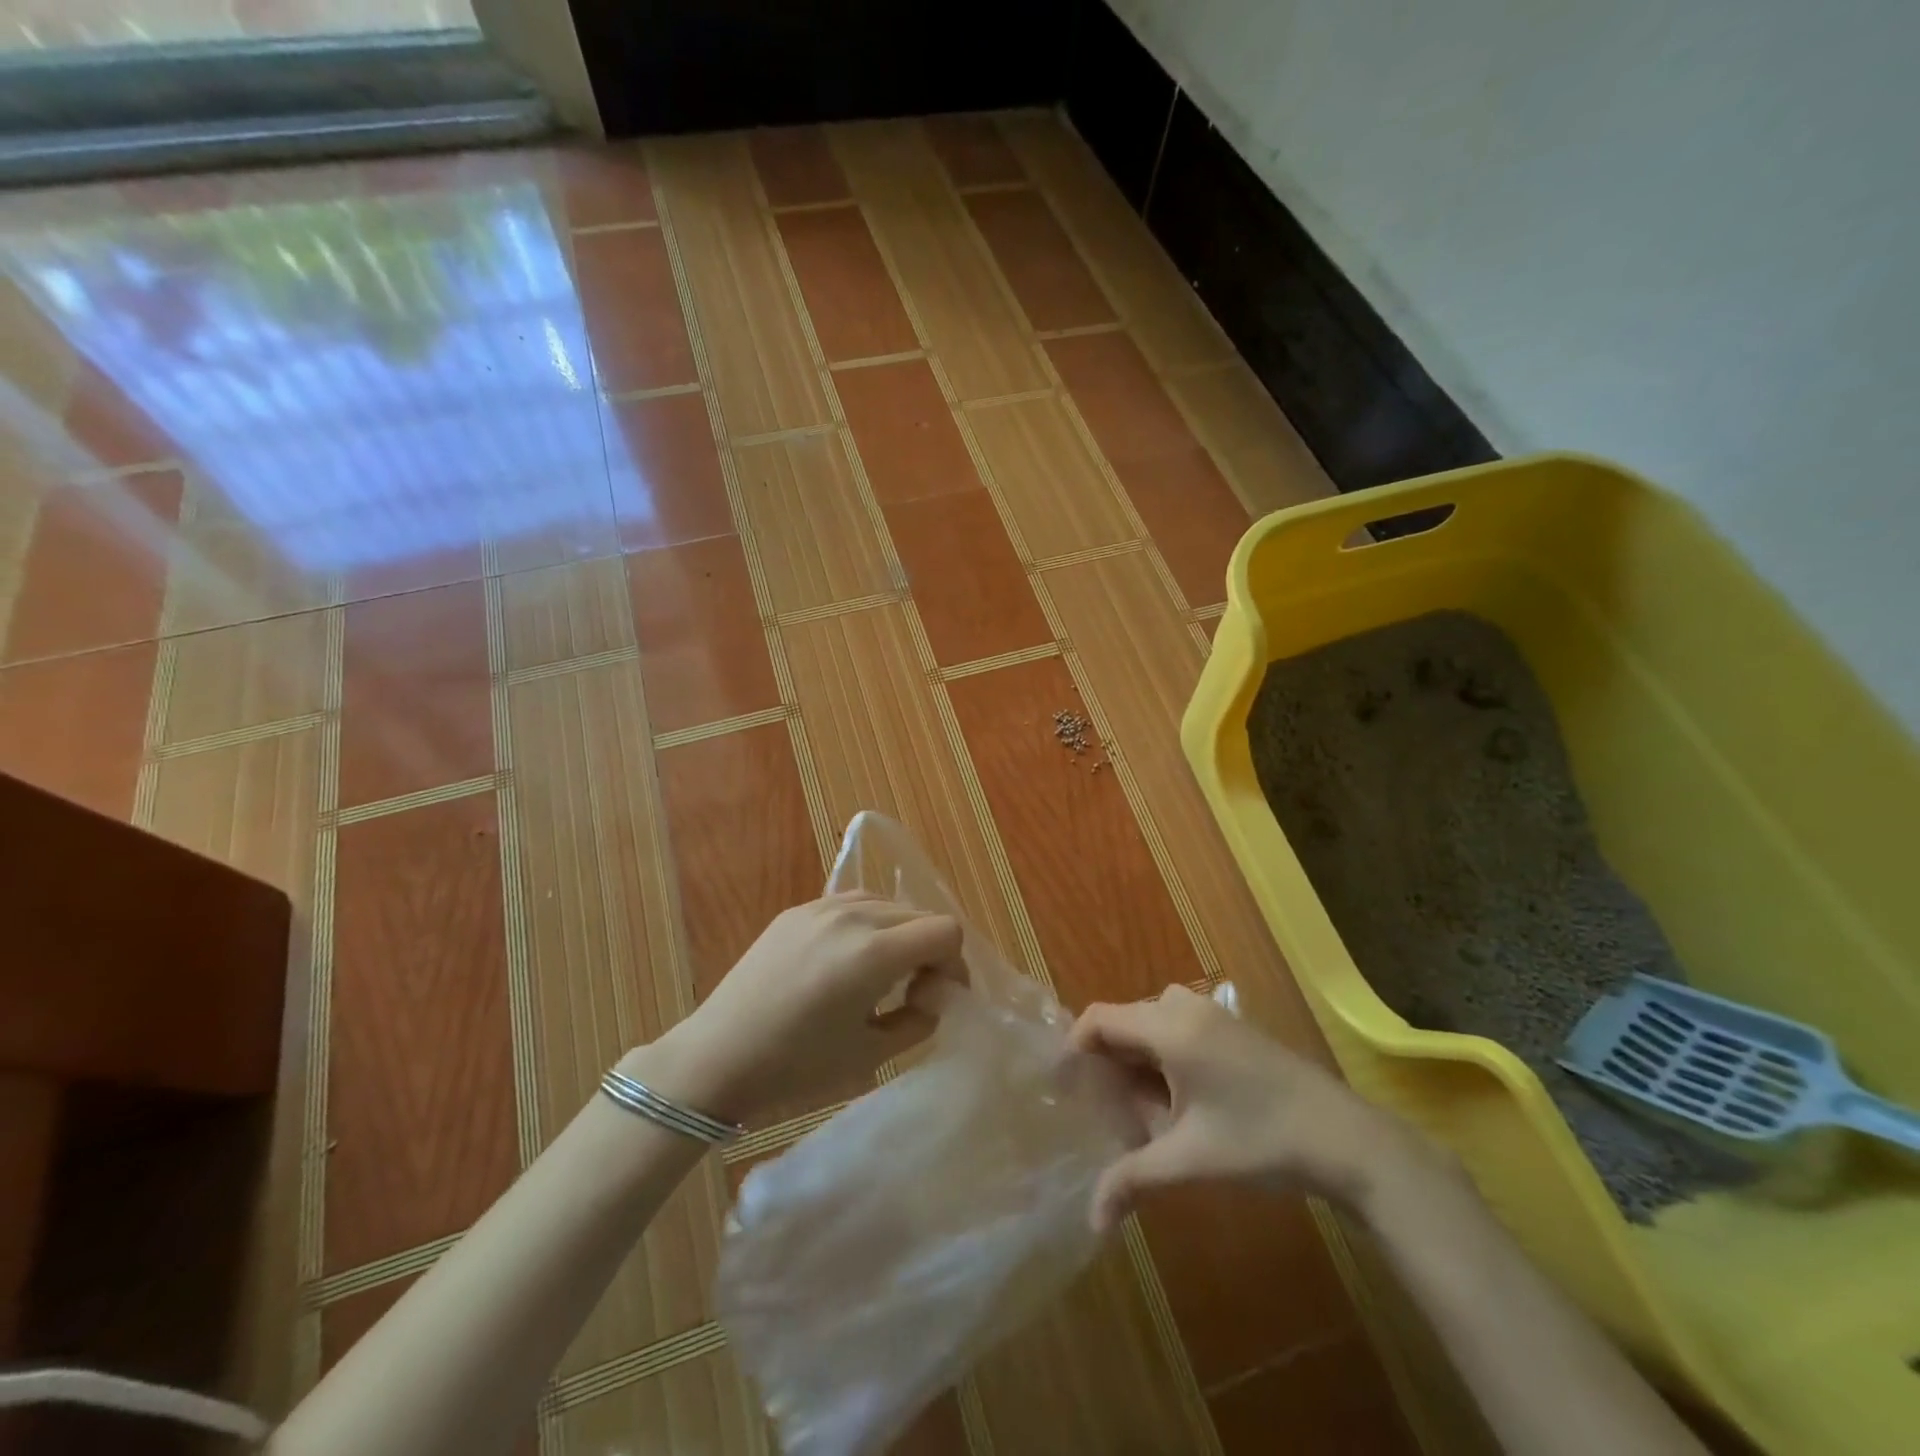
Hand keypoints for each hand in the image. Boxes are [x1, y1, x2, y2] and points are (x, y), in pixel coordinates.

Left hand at [639, 892, 962, 1124]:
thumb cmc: (797, 1066)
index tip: (940, 995)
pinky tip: (848, 960)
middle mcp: (852, 916)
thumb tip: (934, 995)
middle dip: (930, 950)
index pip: (945, 931)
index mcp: (874, 953)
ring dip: (899, 934)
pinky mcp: (797, 909)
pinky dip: (867, 925)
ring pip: (887, 904)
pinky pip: (852, 904)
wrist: (718, 1056)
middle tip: (916, 990)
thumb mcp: (871, 1054)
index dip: (955, 964)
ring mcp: (821, 907)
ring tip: (881, 973)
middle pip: (919, 915)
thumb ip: (919, 1019)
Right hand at [1069, 985, 1441, 1229]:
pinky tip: (1176, 1099)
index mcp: (1169, 1027)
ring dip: (1137, 1059)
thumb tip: (1091, 1220)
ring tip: (1139, 1108)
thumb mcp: (1190, 1161)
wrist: (1347, 1139)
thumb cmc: (1261, 1141)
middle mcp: (1185, 1007)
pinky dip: (1162, 1054)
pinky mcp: (1232, 1026)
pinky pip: (1177, 1026)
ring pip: (1151, 1023)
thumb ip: (1133, 1179)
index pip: (1099, 1019)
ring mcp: (1213, 1013)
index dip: (1073, 1048)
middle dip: (1108, 1063)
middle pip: (1124, 1021)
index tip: (1063, 1088)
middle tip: (1104, 1111)